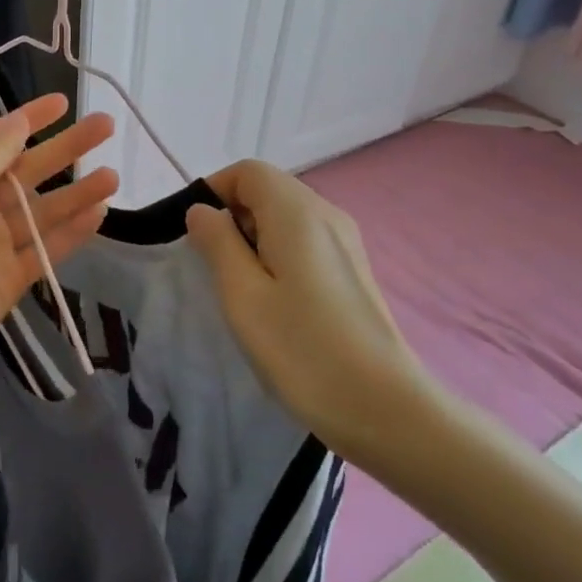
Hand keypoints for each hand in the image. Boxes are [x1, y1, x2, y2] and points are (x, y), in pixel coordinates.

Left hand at [0, 94, 117, 383]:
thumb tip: (18, 118)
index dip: (29, 118)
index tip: (63, 102)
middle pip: (28, 170)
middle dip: (65, 149)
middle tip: (105, 126)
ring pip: (43, 210)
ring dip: (76, 192)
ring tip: (113, 176)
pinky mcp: (11, 277)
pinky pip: (47, 249)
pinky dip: (72, 232)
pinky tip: (99, 213)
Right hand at [185, 160, 440, 470]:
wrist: (386, 410)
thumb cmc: (303, 349)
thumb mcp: (242, 295)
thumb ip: (217, 243)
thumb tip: (203, 211)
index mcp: (297, 212)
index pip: (247, 171)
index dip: (214, 192)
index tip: (195, 235)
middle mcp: (327, 214)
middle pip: (268, 190)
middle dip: (233, 217)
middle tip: (214, 268)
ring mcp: (347, 243)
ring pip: (286, 218)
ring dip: (254, 239)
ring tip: (242, 290)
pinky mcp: (354, 271)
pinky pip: (305, 242)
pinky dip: (279, 256)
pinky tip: (276, 302)